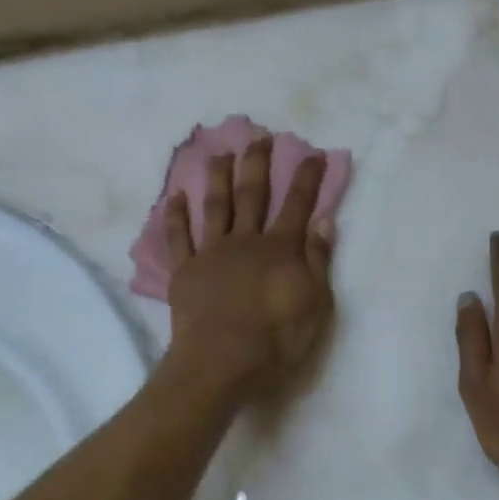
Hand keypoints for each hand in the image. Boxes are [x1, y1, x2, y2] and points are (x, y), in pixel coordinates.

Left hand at [162, 138, 335, 402]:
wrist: (222, 362)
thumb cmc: (276, 340)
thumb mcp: (315, 305)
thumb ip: (318, 261)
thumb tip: (323, 221)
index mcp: (280, 249)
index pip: (297, 205)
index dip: (307, 178)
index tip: (313, 153)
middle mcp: (245, 241)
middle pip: (252, 195)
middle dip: (257, 164)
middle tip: (258, 137)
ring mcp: (211, 254)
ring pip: (215, 206)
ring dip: (217, 177)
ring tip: (219, 153)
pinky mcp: (185, 271)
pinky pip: (179, 238)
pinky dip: (176, 216)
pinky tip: (175, 197)